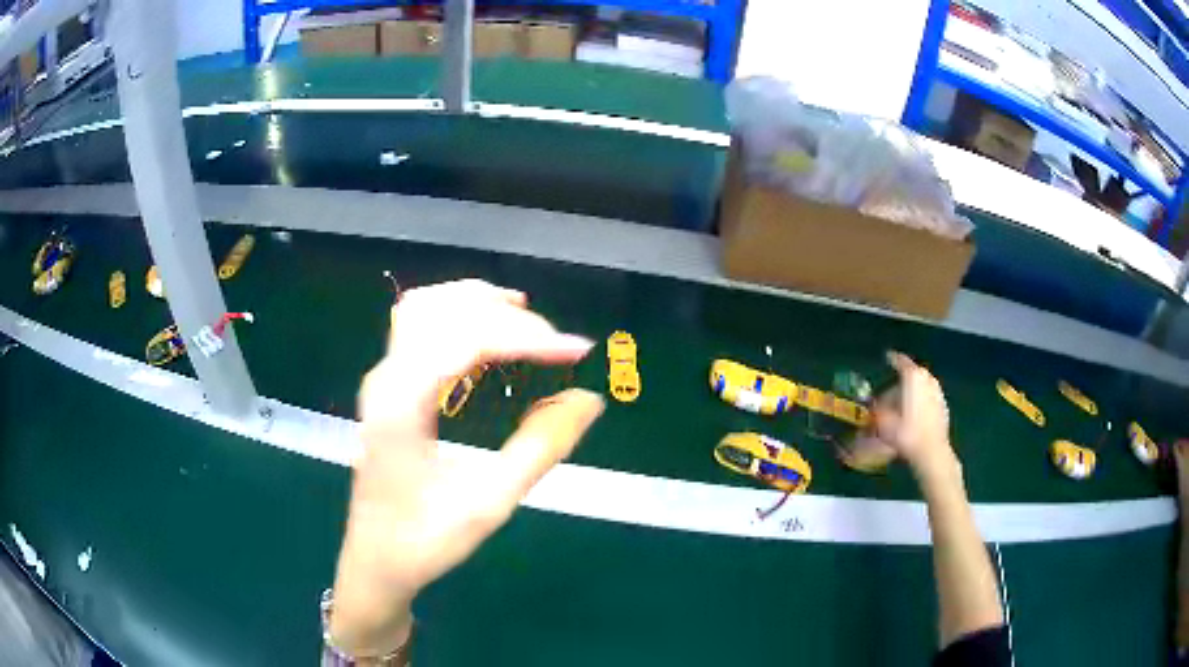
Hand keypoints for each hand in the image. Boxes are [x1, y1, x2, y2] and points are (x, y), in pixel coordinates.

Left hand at [331, 279, 604, 657]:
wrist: (377, 560)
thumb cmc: (425, 539)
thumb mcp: (489, 502)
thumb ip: (541, 447)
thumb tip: (589, 399)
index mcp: (402, 404)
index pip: (468, 339)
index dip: (528, 338)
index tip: (578, 351)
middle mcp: (386, 377)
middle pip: (447, 312)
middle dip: (508, 318)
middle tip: (557, 346)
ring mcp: (382, 378)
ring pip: (425, 307)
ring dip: (476, 303)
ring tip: (524, 317)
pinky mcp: (388, 386)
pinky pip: (418, 326)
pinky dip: (456, 315)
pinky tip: (485, 333)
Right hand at [873, 351, 956, 479]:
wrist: (931, 451)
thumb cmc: (906, 432)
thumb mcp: (884, 421)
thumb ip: (878, 409)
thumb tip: (874, 405)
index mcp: (913, 377)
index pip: (901, 361)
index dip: (893, 359)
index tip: (887, 357)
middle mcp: (928, 379)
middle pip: (913, 374)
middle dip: (902, 381)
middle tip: (891, 392)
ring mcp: (938, 392)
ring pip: (922, 386)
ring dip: (912, 392)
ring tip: (903, 406)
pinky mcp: (943, 406)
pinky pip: (929, 398)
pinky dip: (921, 402)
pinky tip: (914, 416)